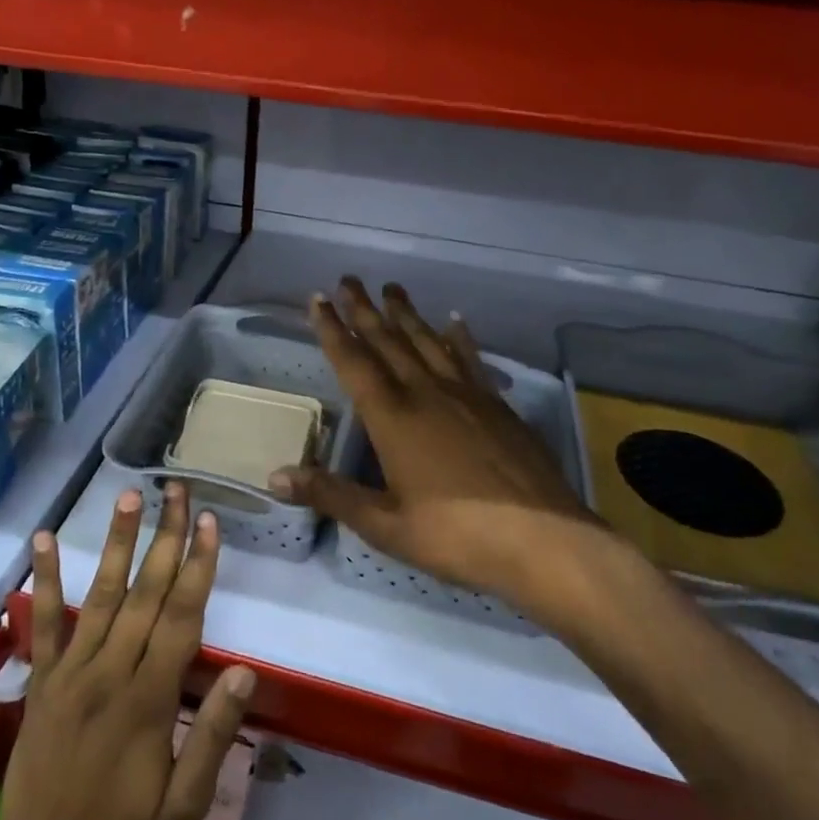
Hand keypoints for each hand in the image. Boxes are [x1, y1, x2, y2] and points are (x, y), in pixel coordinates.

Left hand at [0, 482, 255, 819]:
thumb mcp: (184, 804)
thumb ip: (213, 735)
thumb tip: (245, 672)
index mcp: (149, 699)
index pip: (181, 617)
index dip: (197, 566)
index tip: (208, 522)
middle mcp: (110, 671)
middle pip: (145, 593)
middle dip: (165, 537)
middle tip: (177, 490)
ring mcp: (71, 670)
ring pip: (100, 594)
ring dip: (117, 542)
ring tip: (129, 496)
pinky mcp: (42, 678)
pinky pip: (43, 623)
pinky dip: (45, 579)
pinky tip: (43, 539)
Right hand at [272, 279, 604, 610]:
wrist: (543, 540)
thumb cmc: (456, 536)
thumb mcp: (385, 524)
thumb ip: (331, 495)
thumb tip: (275, 478)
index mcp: (393, 418)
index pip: (354, 363)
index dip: (332, 330)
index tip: (319, 298)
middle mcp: (426, 394)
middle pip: (389, 341)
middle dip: (365, 310)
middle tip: (349, 279)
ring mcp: (466, 395)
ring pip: (428, 342)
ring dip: (407, 314)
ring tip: (392, 289)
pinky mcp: (497, 405)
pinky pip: (471, 359)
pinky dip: (460, 337)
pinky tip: (455, 320)